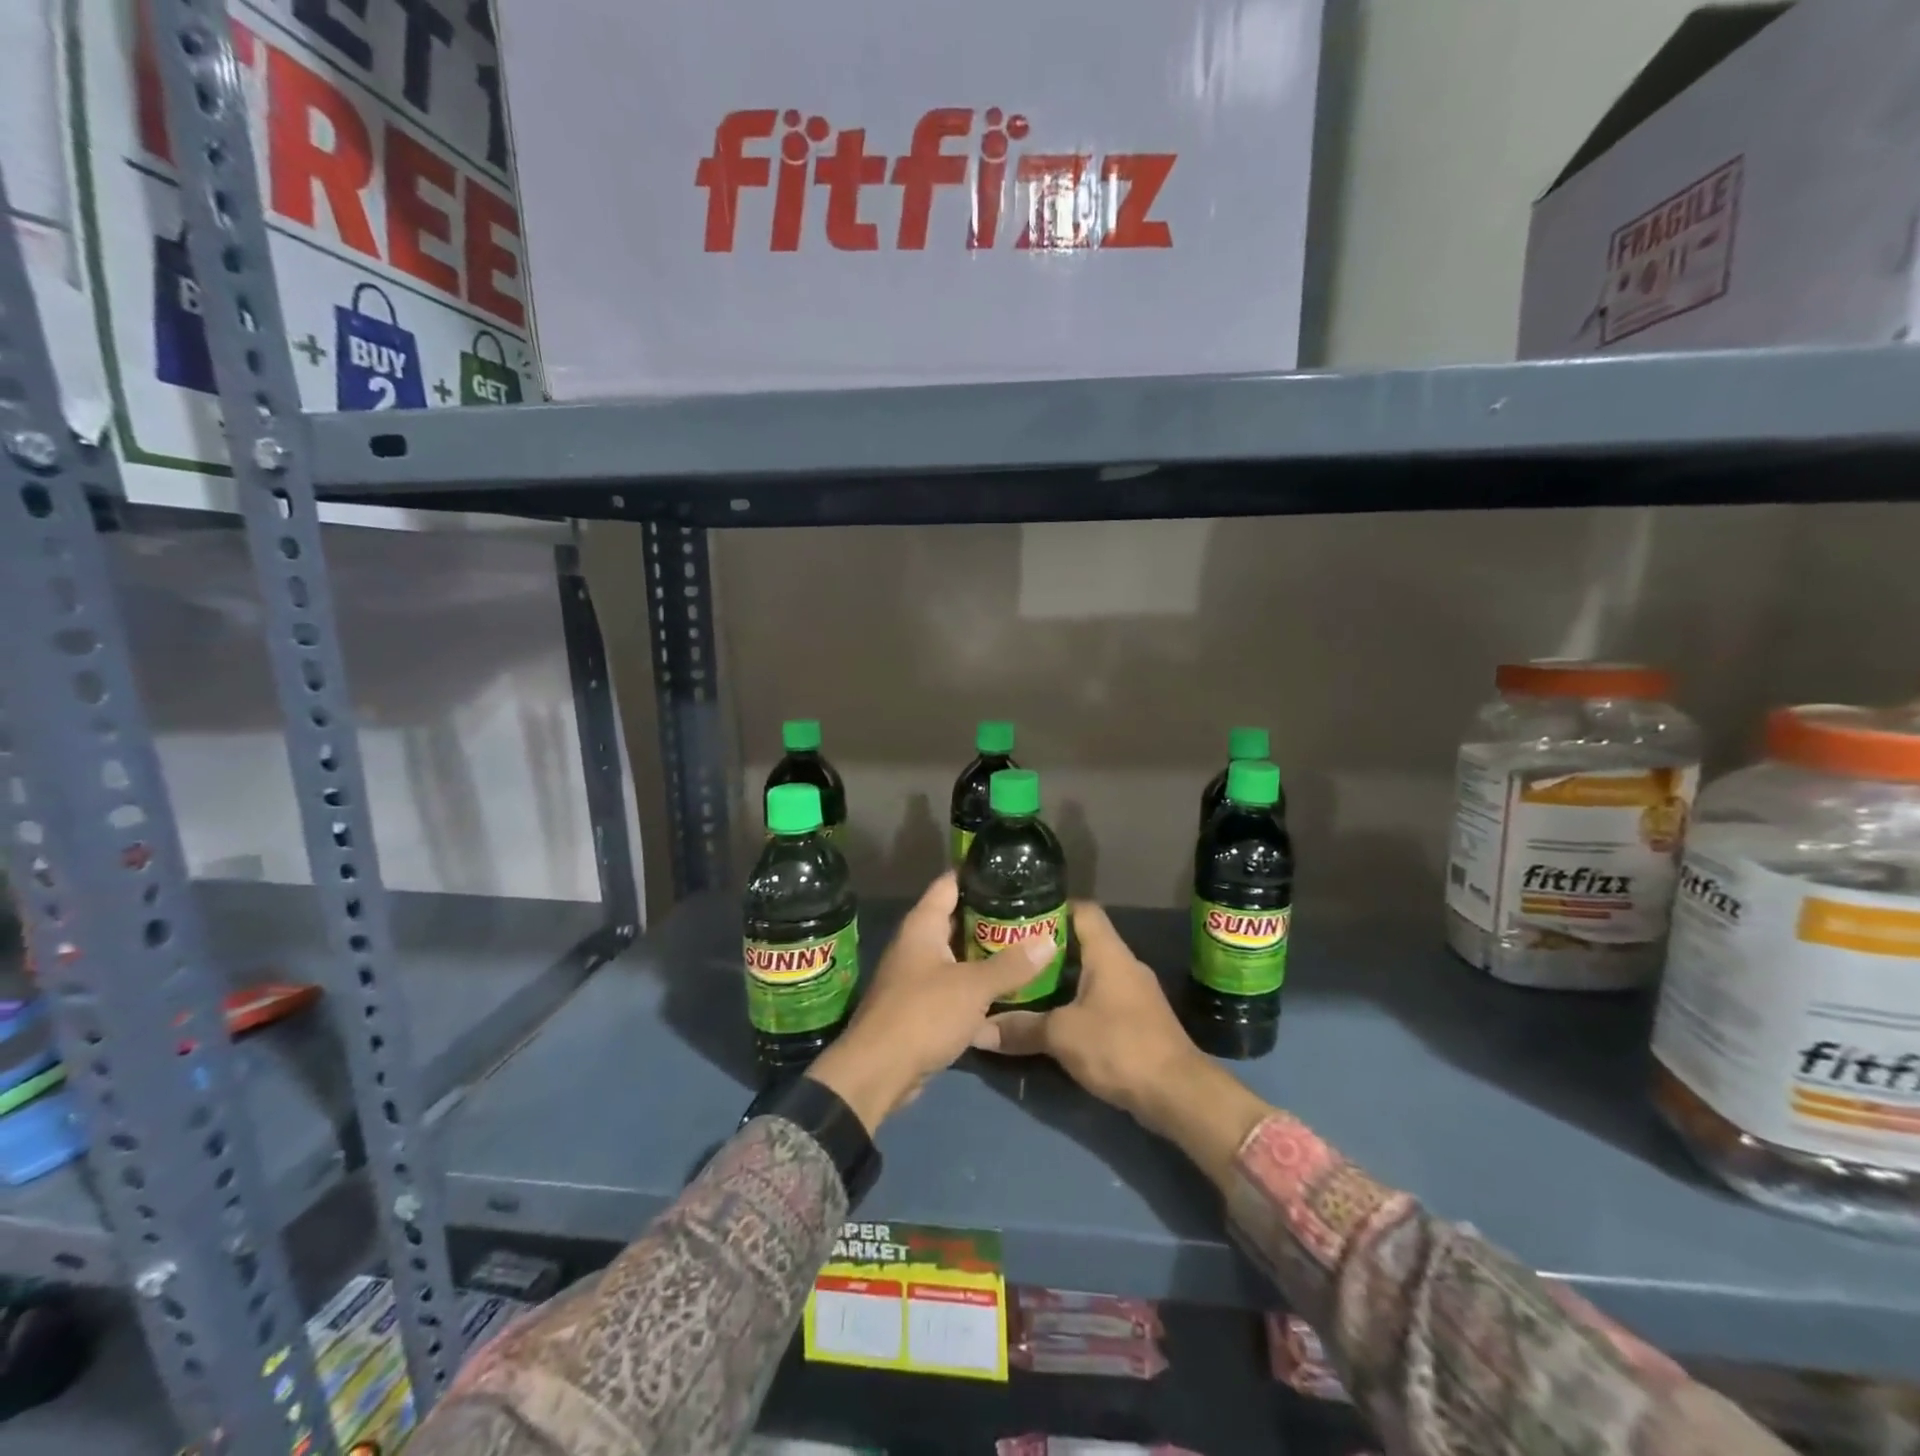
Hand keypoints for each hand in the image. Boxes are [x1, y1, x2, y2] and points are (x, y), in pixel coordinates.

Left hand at [807, 872, 1054, 1133]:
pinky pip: (956, 988)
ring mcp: (917, 977)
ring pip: (959, 957)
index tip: (1011, 871)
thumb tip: (1050, 940)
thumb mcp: (973, 987)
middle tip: (1031, 913)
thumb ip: (1012, 965)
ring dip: (987, 955)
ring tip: (1028, 947)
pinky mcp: (922, 1008)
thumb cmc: (923, 1014)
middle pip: (957, 920)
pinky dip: (978, 988)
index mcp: (922, 926)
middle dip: (991, 917)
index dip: (978, 873)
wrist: (878, 1073)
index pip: (950, 883)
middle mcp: (917, 945)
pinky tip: (1009, 994)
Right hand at [969, 901, 1198, 1125]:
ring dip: (1061, 978)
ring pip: (1091, 973)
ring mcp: (1135, 993)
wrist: (1178, 1094)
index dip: (1052, 907)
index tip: (1020, 917)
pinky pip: (1101, 998)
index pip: (1082, 909)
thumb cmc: (1119, 1047)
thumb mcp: (1062, 1036)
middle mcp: (1124, 964)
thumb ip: (1021, 1028)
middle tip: (1011, 954)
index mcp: (1109, 953)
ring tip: (1023, 984)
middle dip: (1047, 948)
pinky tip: (1053, 1017)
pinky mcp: (1138, 1021)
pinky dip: (1076, 1002)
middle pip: (1083, 942)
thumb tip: (978, 1030)